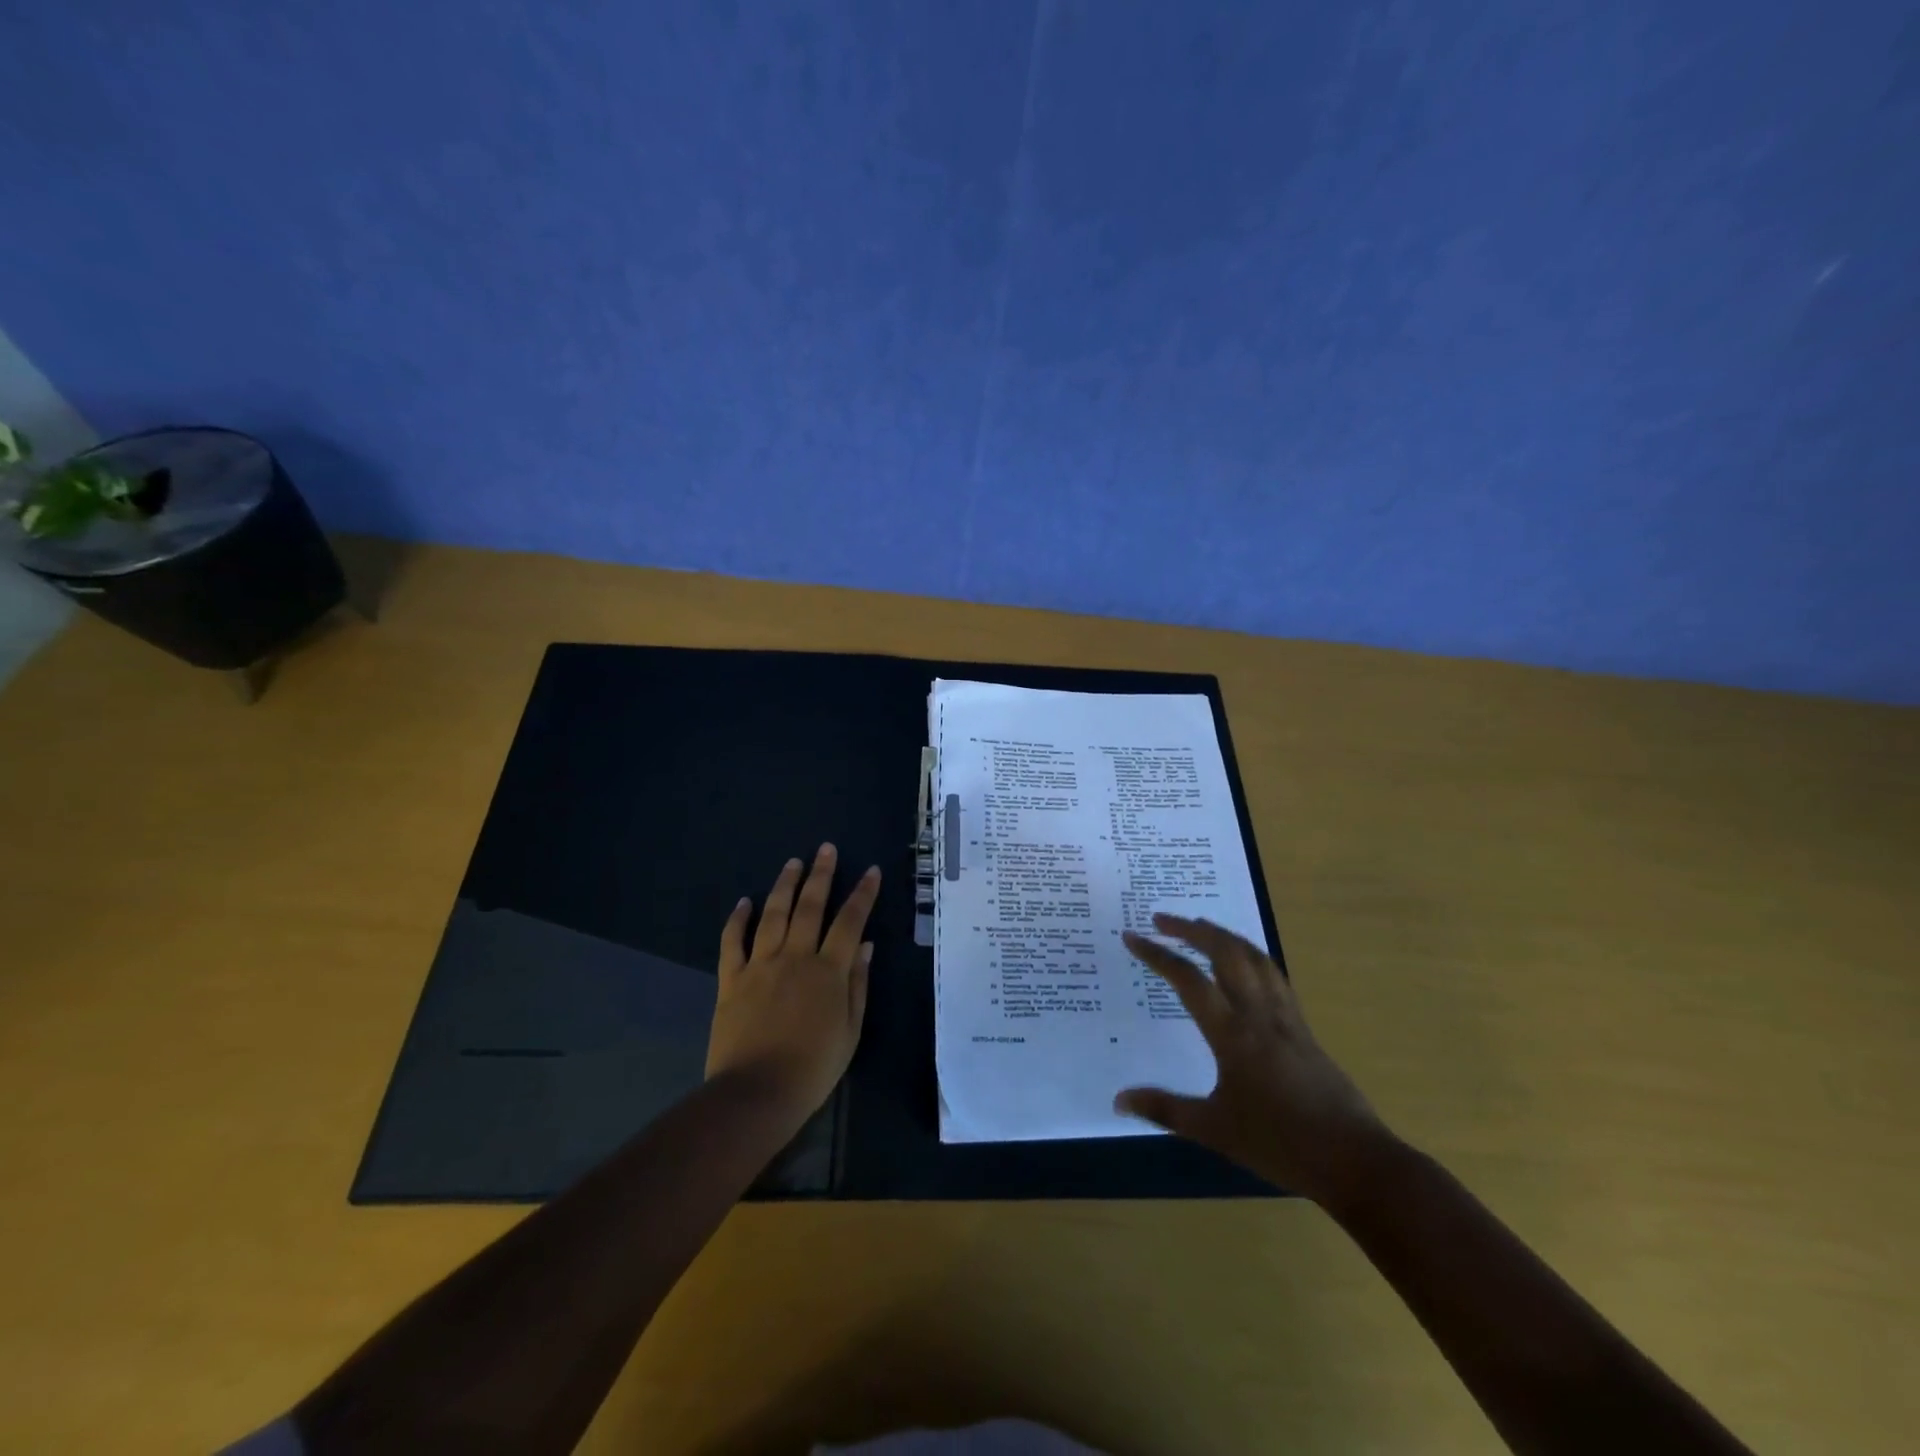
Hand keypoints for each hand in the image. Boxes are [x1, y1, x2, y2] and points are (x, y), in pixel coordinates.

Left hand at [706, 844, 880, 1122]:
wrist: (756, 1094)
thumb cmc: (813, 1068)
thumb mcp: (850, 1030)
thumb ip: (857, 984)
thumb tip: (865, 946)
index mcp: (828, 971)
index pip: (849, 922)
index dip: (862, 894)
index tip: (871, 871)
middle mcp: (794, 957)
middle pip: (810, 907)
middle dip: (821, 875)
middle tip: (826, 849)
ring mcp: (760, 965)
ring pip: (773, 914)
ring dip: (784, 886)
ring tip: (793, 863)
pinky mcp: (731, 980)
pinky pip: (733, 942)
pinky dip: (737, 919)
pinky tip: (743, 902)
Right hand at [1116, 913, 1387, 1206]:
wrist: (1355, 1160)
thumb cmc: (1280, 1144)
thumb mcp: (1214, 1130)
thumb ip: (1164, 1109)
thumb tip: (1118, 1099)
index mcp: (1232, 1034)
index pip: (1188, 980)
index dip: (1156, 954)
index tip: (1131, 937)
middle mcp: (1259, 1014)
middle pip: (1225, 952)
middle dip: (1191, 929)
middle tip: (1161, 920)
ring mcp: (1286, 1017)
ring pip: (1255, 957)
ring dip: (1223, 935)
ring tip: (1200, 927)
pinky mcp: (1304, 1027)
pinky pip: (1274, 975)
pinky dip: (1252, 955)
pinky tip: (1245, 963)